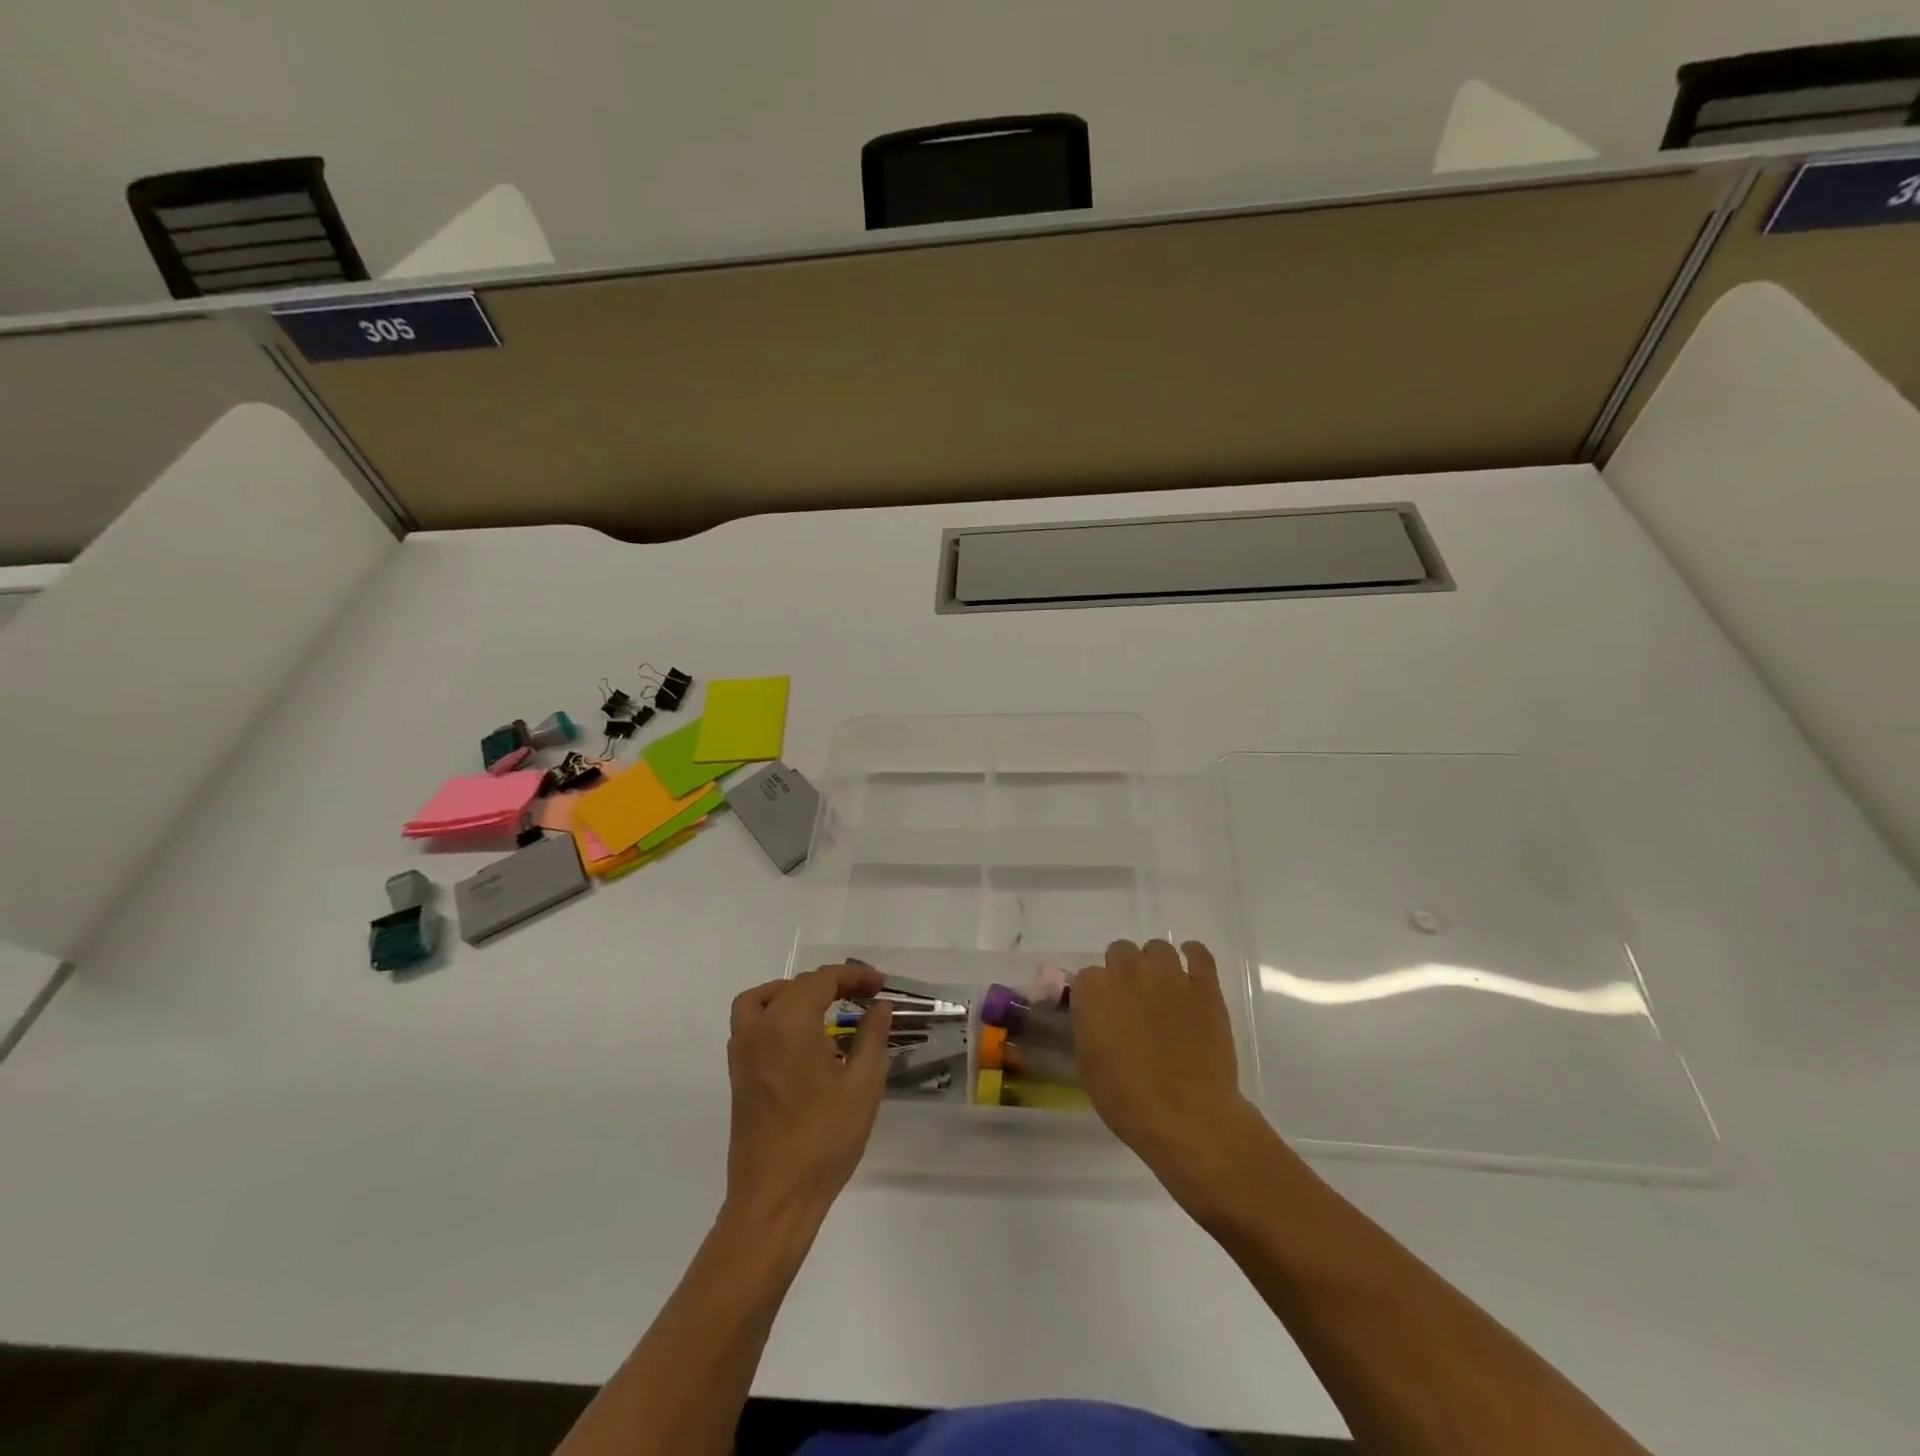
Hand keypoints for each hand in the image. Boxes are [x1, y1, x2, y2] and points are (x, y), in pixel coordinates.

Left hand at [725, 963, 893, 1217]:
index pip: (822, 980)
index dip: (854, 976)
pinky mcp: (737, 1075)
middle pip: (794, 986)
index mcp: (790, 1023)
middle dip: (831, 983)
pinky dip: (773, 1014)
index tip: (881, 985)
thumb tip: (879, 1006)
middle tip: (864, 996)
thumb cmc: (824, 1139)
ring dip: (793, 993)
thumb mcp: (863, 1085)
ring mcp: (742, 1052)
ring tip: (823, 1005)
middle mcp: (760, 1028)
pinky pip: (750, 1023)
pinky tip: (799, 1038)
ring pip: (763, 999)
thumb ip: (872, 1037)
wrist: (774, 1198)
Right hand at [1073, 939, 1271, 1202]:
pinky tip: (1192, 972)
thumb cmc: (1127, 1099)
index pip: (1088, 977)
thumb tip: (1098, 1017)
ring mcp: (1168, 975)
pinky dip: (1193, 956)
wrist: (1187, 1117)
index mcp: (1093, 991)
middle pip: (1121, 952)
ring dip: (1156, 965)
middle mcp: (1127, 971)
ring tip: (1163, 992)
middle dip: (1124, 973)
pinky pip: (1198, 952)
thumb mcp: (1088, 1065)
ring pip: (1158, 948)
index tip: (1105, 1015)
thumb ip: (1089, 1027)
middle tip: (1134, 1003)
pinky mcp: (1204, 985)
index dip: (1097, 996)